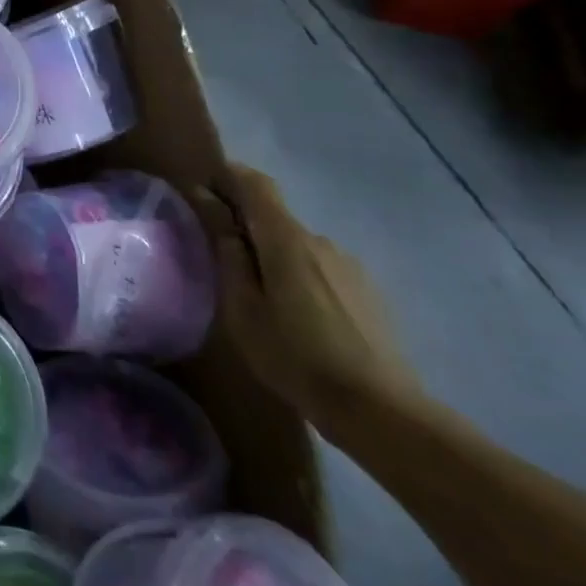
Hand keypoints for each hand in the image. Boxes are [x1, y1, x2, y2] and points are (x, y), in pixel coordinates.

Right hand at [197, 164, 421, 431]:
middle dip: (245, 225)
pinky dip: (298, 276)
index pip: (256, 184)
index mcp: (287, 240)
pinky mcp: (367, 291)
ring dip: (273, 256)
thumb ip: (228, 254)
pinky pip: (320, 269)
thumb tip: (214, 209)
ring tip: (259, 297)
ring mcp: (349, 266)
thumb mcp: (243, 308)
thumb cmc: (295, 356)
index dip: (228, 175)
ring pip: (298, 246)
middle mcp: (321, 241)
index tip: (204, 186)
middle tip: (220, 256)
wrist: (381, 410)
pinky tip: (297, 317)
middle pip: (275, 217)